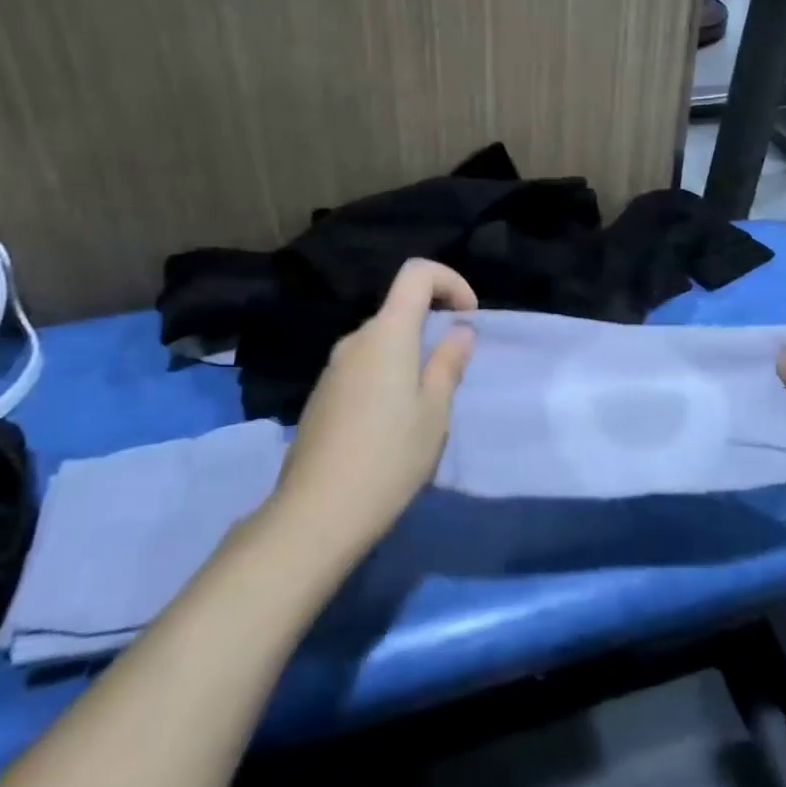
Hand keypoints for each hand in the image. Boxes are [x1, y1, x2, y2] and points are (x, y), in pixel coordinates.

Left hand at [270, 259, 477, 563]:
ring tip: (427, 404)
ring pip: (381, 342)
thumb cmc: (389, 457)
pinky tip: (393, 424)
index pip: (416, 273)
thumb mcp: (434, 411)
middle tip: (455, 371)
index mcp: (387, 334)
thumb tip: (459, 330)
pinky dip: (387, 375)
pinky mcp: (322, 396)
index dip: (450, 281)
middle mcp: (355, 340)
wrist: (317, 513)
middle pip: (399, 309)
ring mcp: (333, 368)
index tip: (468, 318)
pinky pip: (363, 367)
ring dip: (410, 355)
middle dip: (433, 326)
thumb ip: (448, 363)